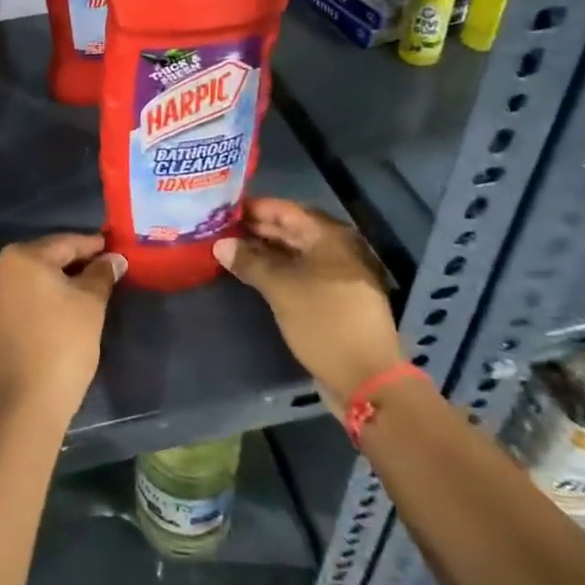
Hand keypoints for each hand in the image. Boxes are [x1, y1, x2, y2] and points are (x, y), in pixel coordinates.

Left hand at [0, 232, 123, 430]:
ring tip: (84, 287)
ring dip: (55, 280)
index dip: (92, 245)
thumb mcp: (90, 305)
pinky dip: (39, 297)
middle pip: (43, 257)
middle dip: (72, 262)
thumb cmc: (62, 345)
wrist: (22, 404)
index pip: (65, 243)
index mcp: (20, 256)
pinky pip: (18, 296)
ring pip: (29, 277)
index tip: (113, 248)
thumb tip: (113, 259)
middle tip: (102, 267)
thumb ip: (101, 274)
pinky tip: (59, 307)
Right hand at [215, 199, 399, 412]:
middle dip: (256, 229)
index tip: (222, 209)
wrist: (366, 377)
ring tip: (229, 250)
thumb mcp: (281, 288)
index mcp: (329, 237)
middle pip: (290, 230)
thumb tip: (219, 244)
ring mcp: (335, 275)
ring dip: (264, 251)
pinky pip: (299, 273)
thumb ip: (249, 262)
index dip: (253, 208)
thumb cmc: (324, 321)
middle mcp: (335, 249)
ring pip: (294, 254)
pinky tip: (252, 275)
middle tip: (220, 229)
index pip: (285, 210)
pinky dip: (276, 270)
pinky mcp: (332, 298)